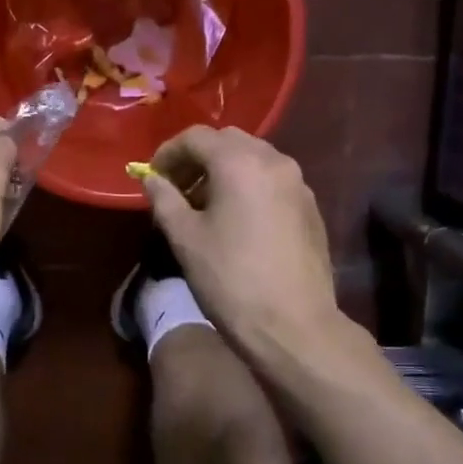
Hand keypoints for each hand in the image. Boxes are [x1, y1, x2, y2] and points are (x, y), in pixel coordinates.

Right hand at [140, 126, 342, 354]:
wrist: (294, 326)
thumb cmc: (230, 279)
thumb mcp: (185, 238)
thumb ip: (165, 199)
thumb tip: (151, 179)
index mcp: (240, 162)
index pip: (196, 137)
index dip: (168, 152)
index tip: (153, 176)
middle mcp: (274, 161)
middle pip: (228, 141)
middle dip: (197, 157)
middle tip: (176, 187)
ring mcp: (298, 183)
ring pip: (254, 158)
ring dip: (224, 170)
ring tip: (203, 204)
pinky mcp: (310, 207)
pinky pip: (272, 180)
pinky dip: (248, 185)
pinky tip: (235, 218)